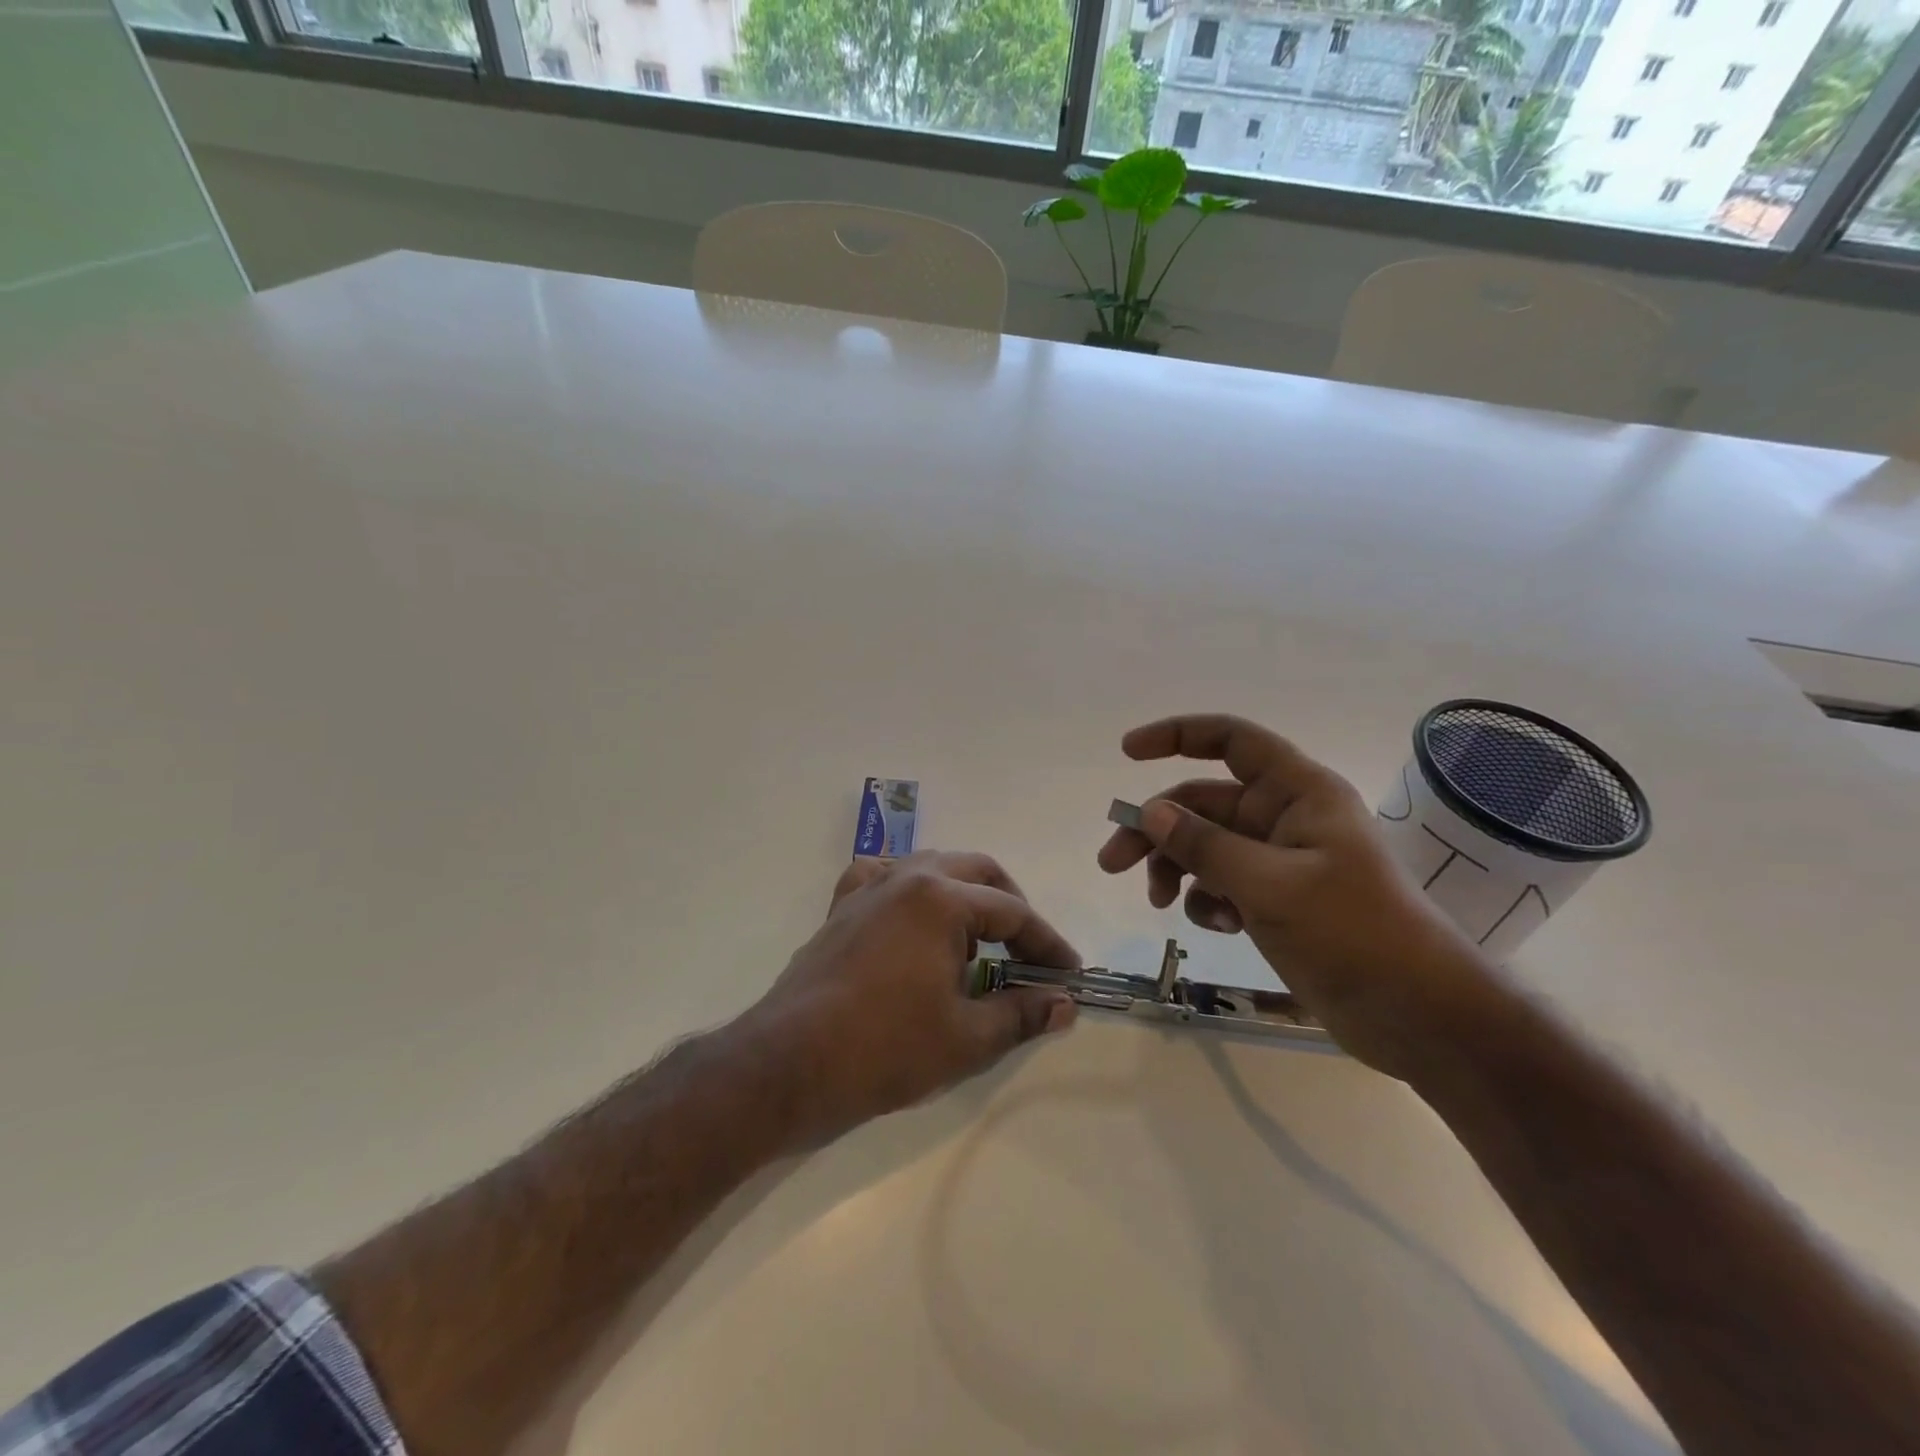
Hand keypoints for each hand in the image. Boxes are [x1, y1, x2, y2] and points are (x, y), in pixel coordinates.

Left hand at [740, 851, 1080, 1147]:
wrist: (790, 1063)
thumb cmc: (885, 1048)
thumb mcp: (966, 1037)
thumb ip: (1021, 1013)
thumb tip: (1064, 1004)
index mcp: (941, 899)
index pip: (1013, 912)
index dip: (1047, 944)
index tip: (1068, 974)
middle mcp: (907, 878)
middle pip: (977, 872)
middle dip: (1011, 906)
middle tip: (1028, 949)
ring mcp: (869, 888)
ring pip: (932, 866)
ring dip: (964, 893)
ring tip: (978, 936)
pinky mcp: (842, 907)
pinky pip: (884, 877)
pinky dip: (910, 889)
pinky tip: (913, 916)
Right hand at [1098, 714, 1493, 1077]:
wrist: (1419, 1016)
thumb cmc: (1355, 934)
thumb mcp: (1272, 886)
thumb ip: (1205, 845)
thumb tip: (1149, 811)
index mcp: (1298, 793)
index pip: (1232, 740)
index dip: (1178, 736)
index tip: (1127, 753)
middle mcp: (1284, 818)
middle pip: (1202, 802)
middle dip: (1156, 829)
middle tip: (1111, 863)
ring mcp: (1277, 861)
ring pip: (1204, 846)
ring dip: (1175, 868)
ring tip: (1159, 903)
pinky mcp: (1273, 901)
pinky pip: (1220, 883)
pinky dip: (1205, 900)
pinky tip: (1215, 925)